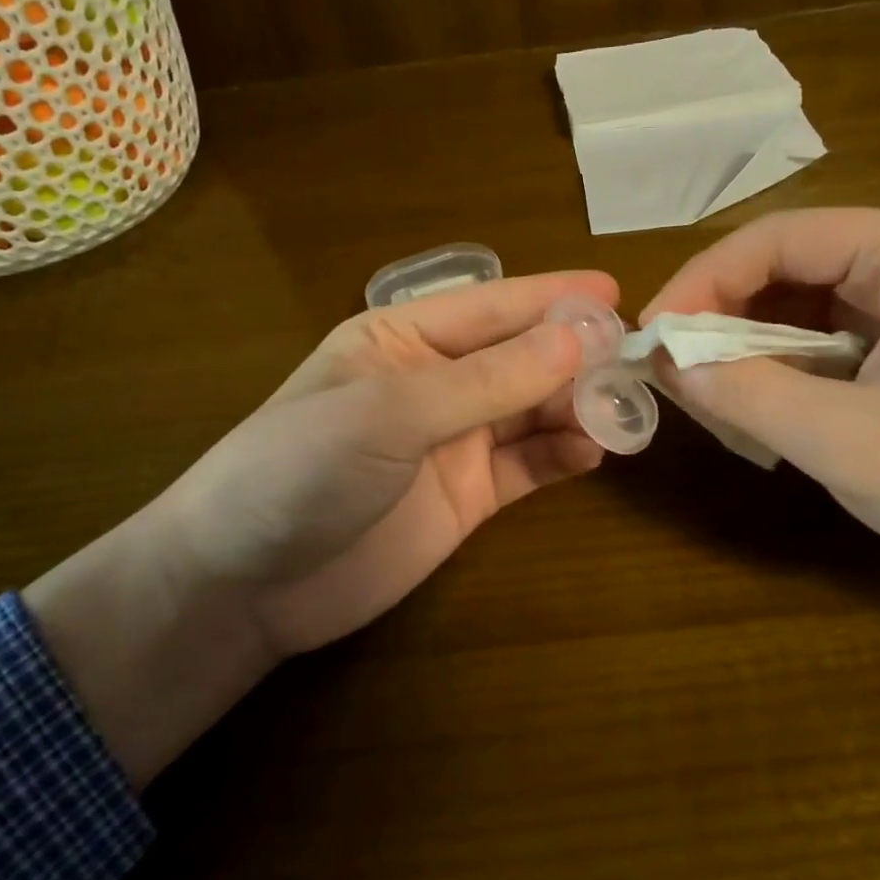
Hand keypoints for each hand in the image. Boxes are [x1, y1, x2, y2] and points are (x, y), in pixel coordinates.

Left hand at [27, 269, 616, 784]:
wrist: (244, 586)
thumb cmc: (300, 470)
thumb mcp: (391, 413)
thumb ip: (487, 380)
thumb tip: (577, 340)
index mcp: (402, 337)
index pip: (491, 307)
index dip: (552, 298)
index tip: (615, 293)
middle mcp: (433, 381)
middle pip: (520, 358)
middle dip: (574, 356)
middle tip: (635, 360)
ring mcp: (452, 441)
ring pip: (531, 410)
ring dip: (576, 405)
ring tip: (625, 409)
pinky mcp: (467, 497)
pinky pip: (528, 466)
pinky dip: (563, 455)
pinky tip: (595, 451)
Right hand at [642, 208, 879, 586]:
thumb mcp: (851, 442)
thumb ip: (749, 396)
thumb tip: (666, 364)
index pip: (775, 239)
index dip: (701, 281)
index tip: (653, 338)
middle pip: (783, 269)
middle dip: (721, 322)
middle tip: (674, 377)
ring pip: (796, 309)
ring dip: (746, 353)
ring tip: (712, 403)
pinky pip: (820, 343)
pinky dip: (779, 375)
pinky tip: (761, 415)